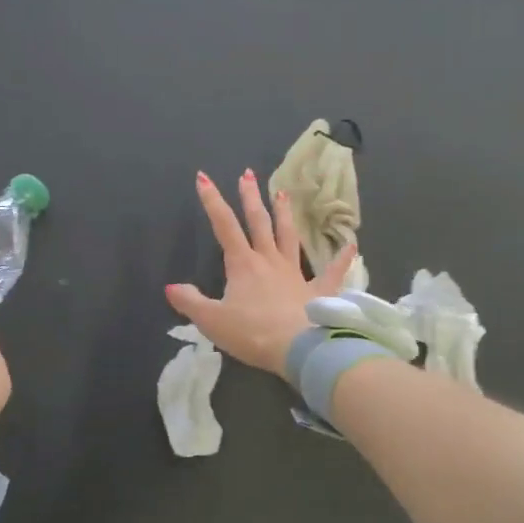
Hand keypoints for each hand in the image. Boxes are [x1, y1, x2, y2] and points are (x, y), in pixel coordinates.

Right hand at [166, 169, 356, 376]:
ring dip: (285, 214)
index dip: (212, 201)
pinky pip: (333, 272)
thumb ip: (191, 302)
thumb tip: (171, 287)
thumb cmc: (252, 333)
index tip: (204, 177)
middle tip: (248, 174)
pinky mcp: (319, 291)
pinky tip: (352, 245)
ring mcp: (296, 274)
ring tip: (282, 192)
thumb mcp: (212, 320)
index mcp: (243, 265)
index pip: (223, 226)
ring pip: (289, 237)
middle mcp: (269, 261)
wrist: (299, 348)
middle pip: (259, 223)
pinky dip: (342, 259)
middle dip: (250, 197)